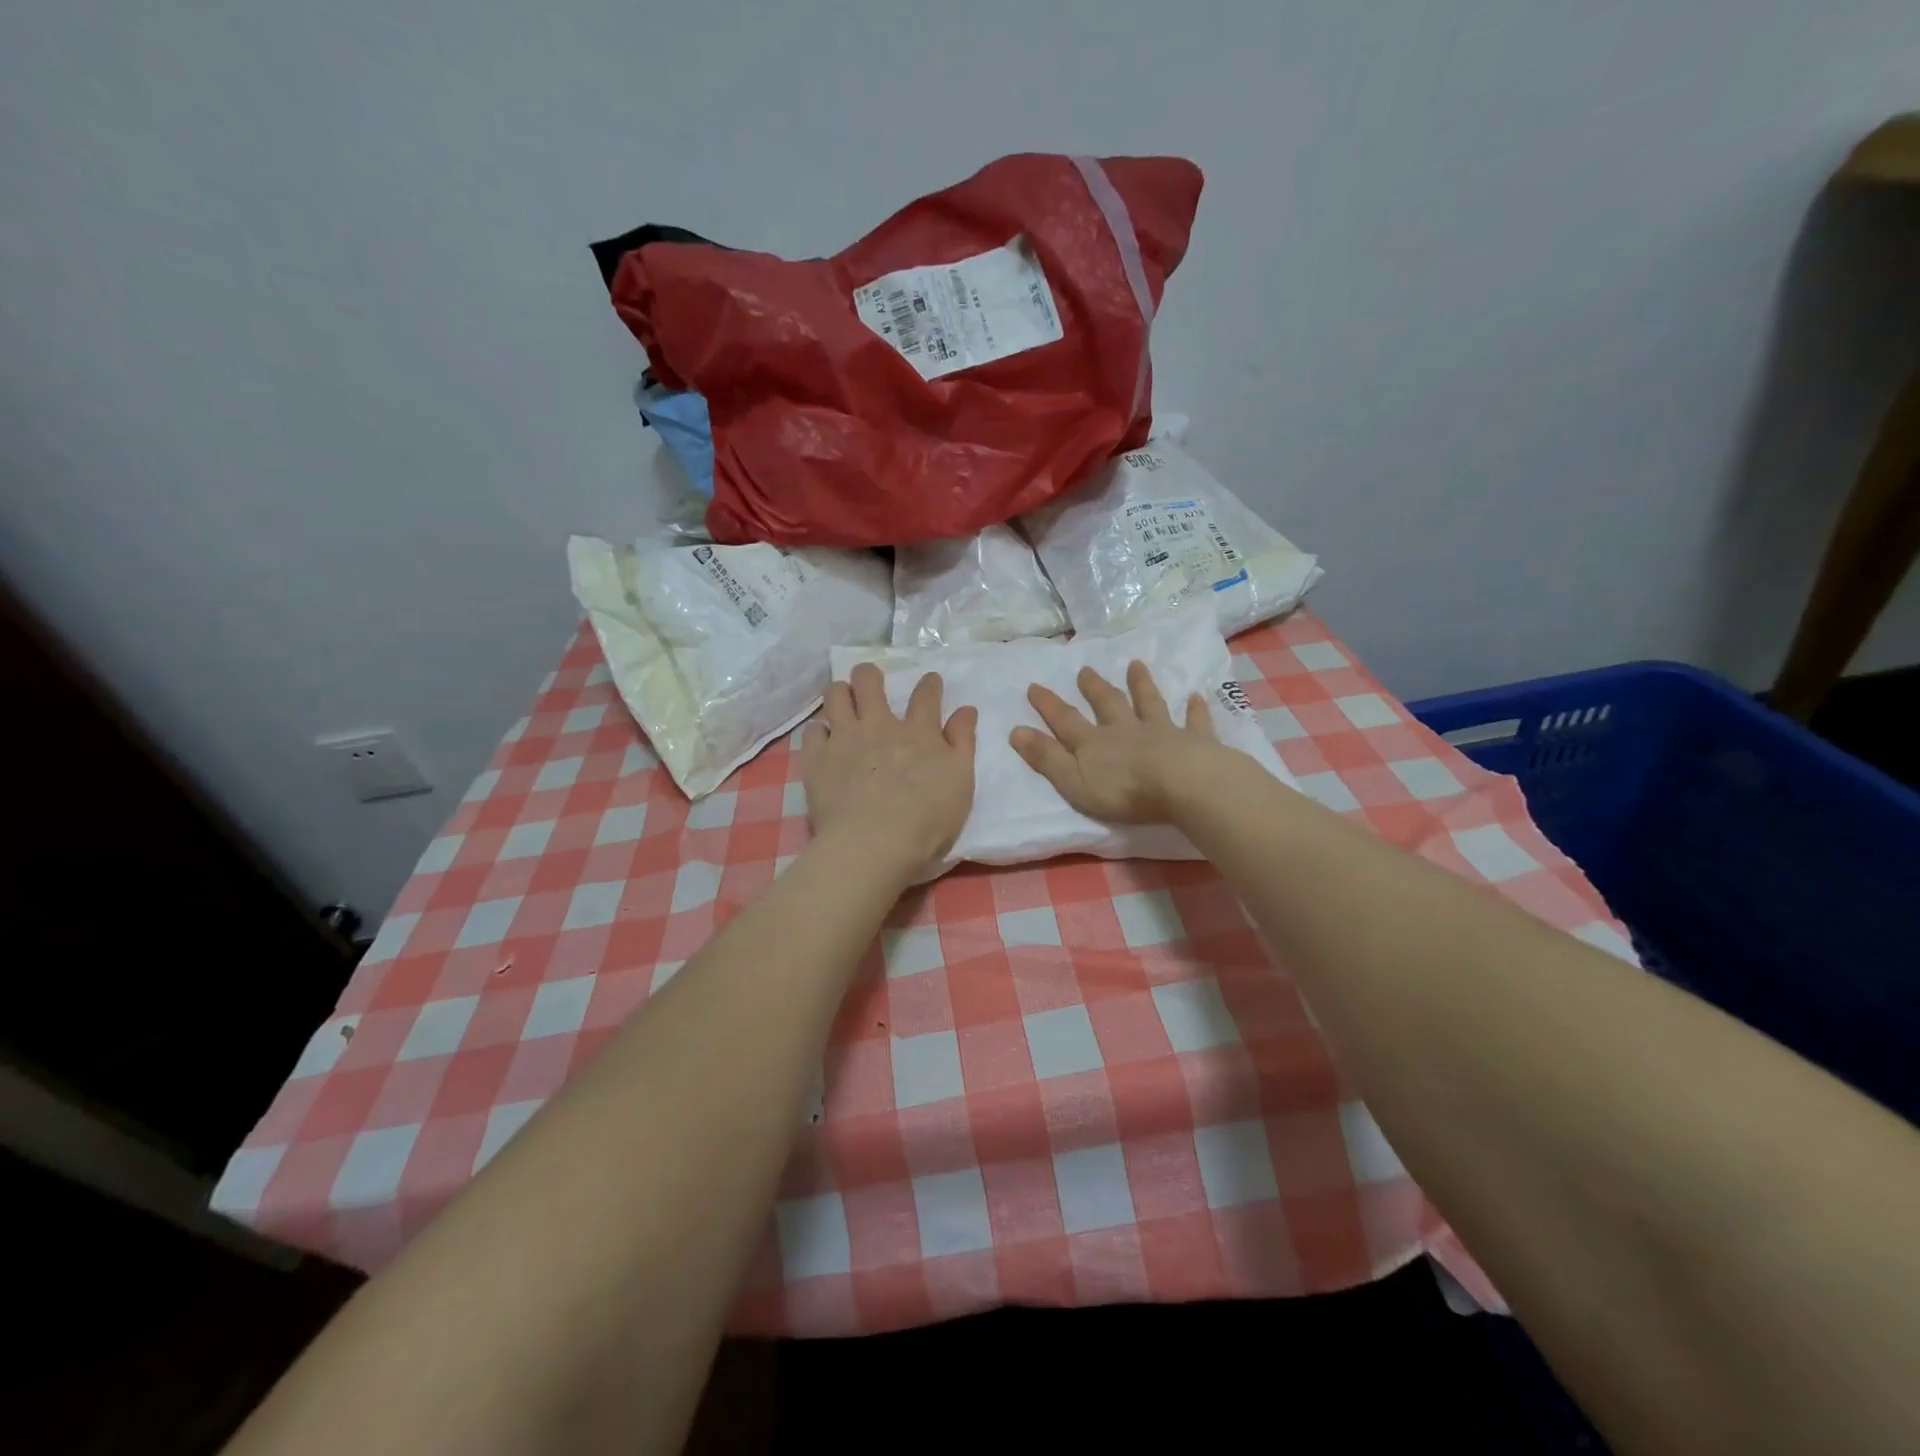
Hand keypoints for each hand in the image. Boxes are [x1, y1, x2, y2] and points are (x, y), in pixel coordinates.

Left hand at [801, 664, 977, 873]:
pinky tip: (824, 740)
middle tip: (870, 682)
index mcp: (918, 733)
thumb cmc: (926, 821)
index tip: (931, 680)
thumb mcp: (961, 782)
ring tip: (843, 701)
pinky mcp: (817, 759)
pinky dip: (820, 731)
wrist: (873, 845)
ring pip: (835, 696)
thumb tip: (966, 710)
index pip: (926, 696)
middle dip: (869, 675)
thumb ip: (962, 743)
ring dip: (840, 692)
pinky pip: (813, 731)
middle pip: (868, 682)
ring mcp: (844, 739)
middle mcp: (879, 726)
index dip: (930, 684)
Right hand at [1010, 660, 1222, 823]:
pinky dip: (1195, 710)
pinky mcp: (1195, 742)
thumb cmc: (1124, 790)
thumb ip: (1046, 757)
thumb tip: (1015, 731)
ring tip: (1136, 665)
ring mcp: (1162, 732)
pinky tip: (1197, 697)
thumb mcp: (1073, 780)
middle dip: (1094, 688)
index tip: (1034, 686)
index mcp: (1095, 743)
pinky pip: (1194, 722)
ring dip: (1141, 685)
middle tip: (1085, 670)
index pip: (1066, 720)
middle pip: (1108, 705)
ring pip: (1148, 704)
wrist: (1183, 784)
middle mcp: (1126, 731)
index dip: (1048, 705)